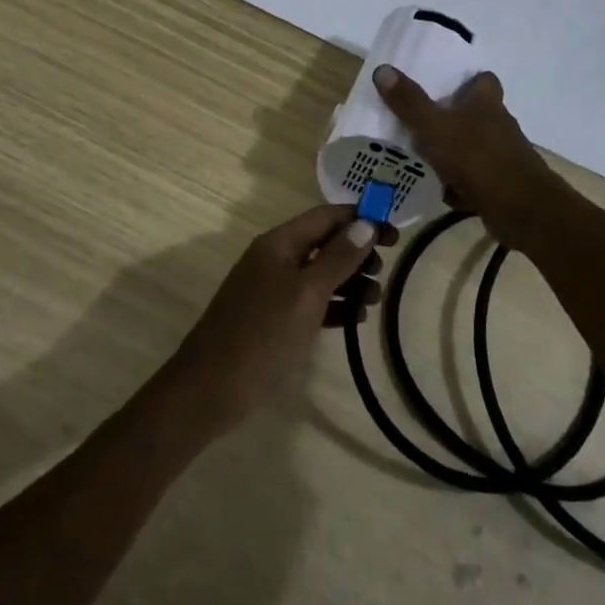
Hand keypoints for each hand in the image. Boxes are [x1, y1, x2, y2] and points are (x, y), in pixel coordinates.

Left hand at [167, 204, 391, 437]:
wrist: (210, 388)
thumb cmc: (263, 334)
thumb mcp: (306, 293)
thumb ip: (337, 258)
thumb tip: (365, 223)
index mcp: (279, 243)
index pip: (326, 216)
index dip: (361, 219)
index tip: (394, 236)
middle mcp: (275, 258)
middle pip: (325, 242)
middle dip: (357, 252)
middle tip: (382, 273)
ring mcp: (272, 289)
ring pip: (320, 273)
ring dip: (350, 281)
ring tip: (374, 301)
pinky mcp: (273, 318)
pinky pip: (311, 301)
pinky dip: (334, 305)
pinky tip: (354, 319)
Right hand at [372, 65, 562, 246]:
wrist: (521, 210)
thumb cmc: (478, 158)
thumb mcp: (434, 127)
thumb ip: (409, 102)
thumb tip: (382, 69)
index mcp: (486, 103)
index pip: (483, 80)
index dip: (466, 79)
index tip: (441, 83)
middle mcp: (498, 125)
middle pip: (474, 114)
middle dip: (450, 118)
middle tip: (417, 121)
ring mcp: (502, 157)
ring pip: (471, 148)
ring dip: (451, 152)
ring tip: (418, 155)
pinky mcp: (500, 186)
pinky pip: (473, 180)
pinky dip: (457, 184)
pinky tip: (436, 190)